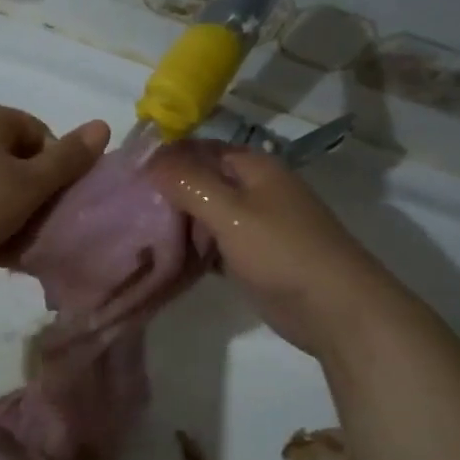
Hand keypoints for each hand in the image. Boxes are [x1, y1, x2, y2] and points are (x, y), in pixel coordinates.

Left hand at [0, 103, 110, 278]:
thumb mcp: (30, 185)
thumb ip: (69, 158)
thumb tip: (103, 125)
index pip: (40, 133)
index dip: (55, 169)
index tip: (50, 204)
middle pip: (16, 157)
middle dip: (30, 192)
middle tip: (32, 225)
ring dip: (7, 208)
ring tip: (7, 240)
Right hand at [147, 146, 378, 350]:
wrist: (335, 309)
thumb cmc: (281, 252)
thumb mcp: (230, 212)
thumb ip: (188, 183)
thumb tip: (149, 160)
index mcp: (253, 167)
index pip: (197, 150)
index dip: (164, 159)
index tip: (125, 177)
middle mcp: (254, 189)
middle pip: (200, 182)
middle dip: (166, 193)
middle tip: (124, 211)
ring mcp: (255, 224)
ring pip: (204, 215)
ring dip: (176, 223)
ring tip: (136, 235)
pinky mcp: (252, 256)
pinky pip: (213, 244)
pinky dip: (192, 248)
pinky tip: (165, 260)